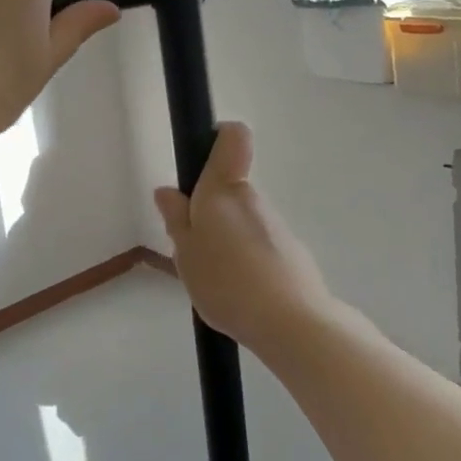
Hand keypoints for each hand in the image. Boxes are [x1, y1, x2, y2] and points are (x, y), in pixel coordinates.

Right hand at [153, 122, 336, 355]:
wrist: (291, 323)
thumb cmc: (226, 281)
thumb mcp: (185, 253)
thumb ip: (176, 219)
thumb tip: (167, 192)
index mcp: (223, 190)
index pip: (233, 137)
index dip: (218, 138)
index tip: (200, 161)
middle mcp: (253, 199)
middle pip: (230, 191)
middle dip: (209, 213)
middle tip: (193, 251)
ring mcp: (277, 226)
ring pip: (243, 223)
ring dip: (228, 242)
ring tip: (215, 282)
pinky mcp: (293, 253)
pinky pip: (260, 248)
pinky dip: (247, 263)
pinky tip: (239, 295)